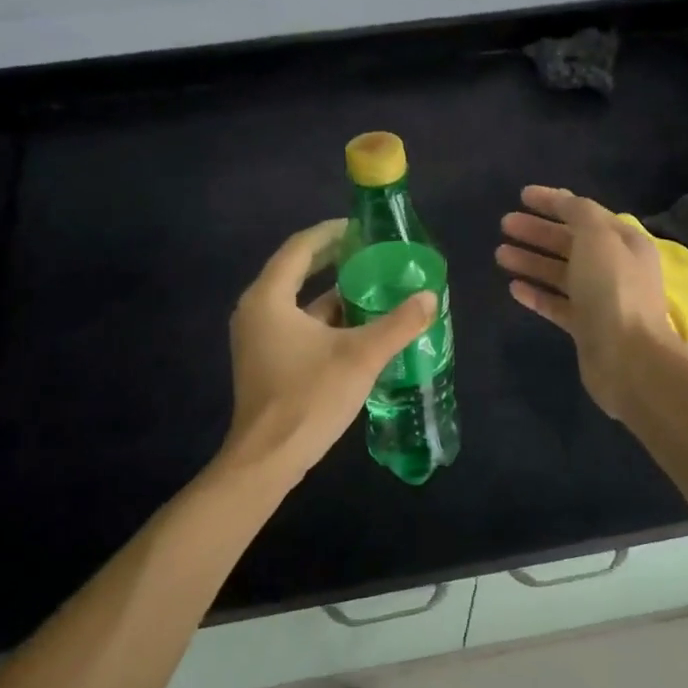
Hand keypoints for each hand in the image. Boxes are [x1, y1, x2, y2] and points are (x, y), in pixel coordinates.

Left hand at [223, 220, 436, 480]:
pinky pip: (296, 324)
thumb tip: (430, 297)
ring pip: (298, 302)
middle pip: (297, 271)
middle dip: (334, 260)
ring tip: (373, 286)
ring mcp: (258, 338)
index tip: (362, 227)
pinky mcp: (265, 360)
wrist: (267, 459)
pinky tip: (358, 326)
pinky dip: (325, 318)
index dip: (331, 233)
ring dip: (333, 292)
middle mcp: (257, 310)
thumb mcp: (361, 356)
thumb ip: (398, 323)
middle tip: (372, 252)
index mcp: (269, 298)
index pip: (300, 248)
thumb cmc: (309, 398)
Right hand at [496, 185, 684, 420]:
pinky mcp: (585, 327)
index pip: (584, 213)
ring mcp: (600, 299)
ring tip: (499, 254)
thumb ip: (578, 213)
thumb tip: (564, 201)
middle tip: (504, 224)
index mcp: (624, 242)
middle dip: (537, 231)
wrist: (628, 358)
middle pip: (570, 242)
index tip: (521, 195)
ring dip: (531, 261)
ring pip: (560, 273)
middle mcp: (614, 267)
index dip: (554, 202)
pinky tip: (513, 287)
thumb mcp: (598, 237)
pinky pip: (557, 304)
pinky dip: (536, 294)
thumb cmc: (613, 290)